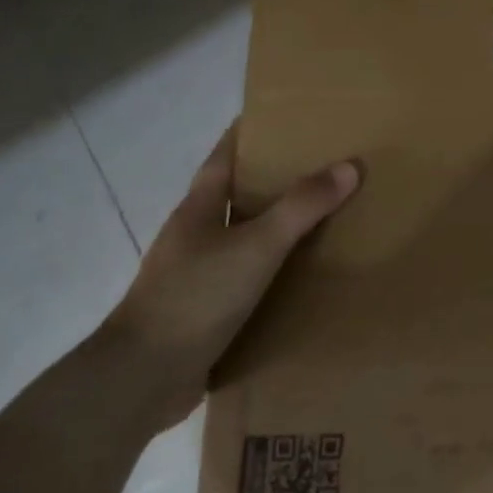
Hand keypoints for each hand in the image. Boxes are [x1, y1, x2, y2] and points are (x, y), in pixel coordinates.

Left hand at [101, 126, 360, 428]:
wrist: (143, 377)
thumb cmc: (196, 297)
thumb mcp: (256, 246)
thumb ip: (302, 207)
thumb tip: (349, 166)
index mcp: (199, 208)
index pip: (225, 155)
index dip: (251, 132)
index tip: (287, 115)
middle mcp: (196, 235)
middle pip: (238, 194)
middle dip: (276, 179)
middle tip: (325, 166)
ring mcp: (198, 274)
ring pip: (245, 237)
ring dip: (279, 227)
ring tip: (327, 218)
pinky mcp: (207, 309)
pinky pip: (249, 277)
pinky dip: (276, 270)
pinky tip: (306, 277)